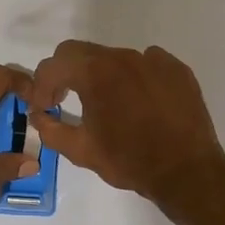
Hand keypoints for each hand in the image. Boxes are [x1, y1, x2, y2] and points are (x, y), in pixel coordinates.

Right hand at [26, 41, 224, 209]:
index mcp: (95, 73)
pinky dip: (134, 78)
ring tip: (107, 105)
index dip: (41, 85)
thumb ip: (51, 130)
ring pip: (115, 58)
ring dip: (102, 76)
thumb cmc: (129, 160)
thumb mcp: (81, 151)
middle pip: (82, 53)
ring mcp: (153, 60)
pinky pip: (147, 64)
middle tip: (65, 100)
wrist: (186, 171)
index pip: (54, 64)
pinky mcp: (177, 69)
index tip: (45, 107)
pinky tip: (140, 103)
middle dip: (66, 74)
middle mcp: (123, 57)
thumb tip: (38, 116)